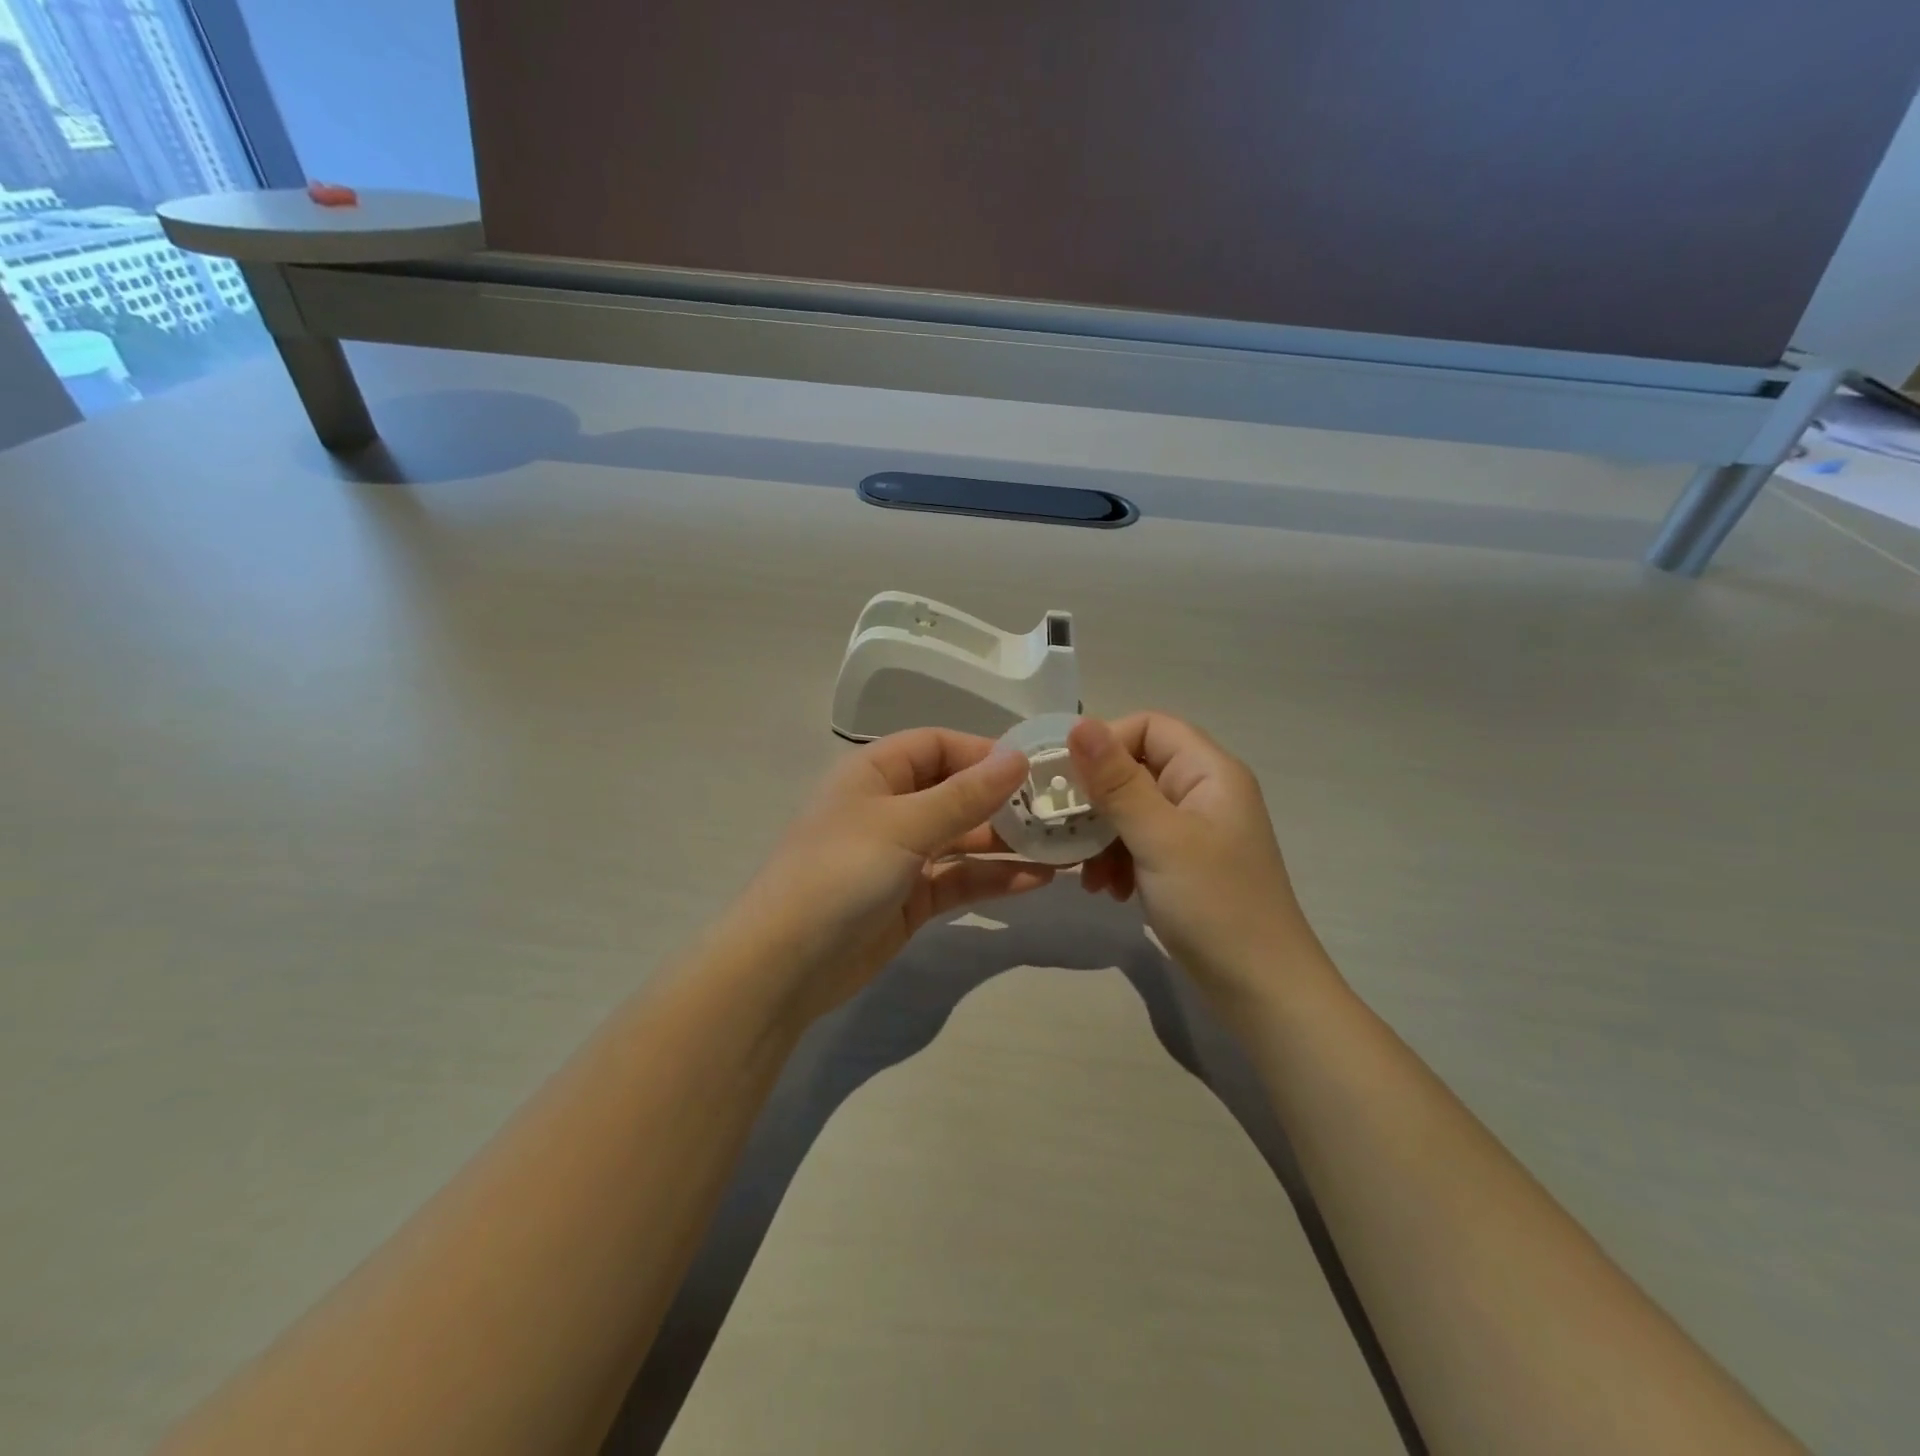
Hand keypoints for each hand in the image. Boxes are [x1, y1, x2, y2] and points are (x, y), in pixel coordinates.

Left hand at [734, 728, 1054, 1023]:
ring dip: (1008, 842)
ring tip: (1063, 846)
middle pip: (956, 791)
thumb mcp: (903, 826)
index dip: (984, 751)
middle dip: (1005, 800)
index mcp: (875, 773)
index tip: (1035, 767)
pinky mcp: (912, 899)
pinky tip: (1039, 881)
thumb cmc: (839, 874)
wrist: (785, 966)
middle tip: (1061, 810)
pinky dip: (995, 879)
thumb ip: (964, 795)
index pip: (937, 745)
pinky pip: (960, 879)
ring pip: (964, 838)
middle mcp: (890, 807)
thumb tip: (1018, 757)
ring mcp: (902, 855)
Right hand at [1068, 714, 1325, 1006]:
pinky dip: (1117, 860)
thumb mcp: (1159, 839)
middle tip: (1064, 831)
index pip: (1149, 726)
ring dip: (1102, 835)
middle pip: (1136, 768)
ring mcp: (1195, 830)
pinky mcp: (1185, 863)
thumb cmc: (1214, 905)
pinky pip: (1140, 842)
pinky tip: (1106, 890)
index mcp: (1209, 772)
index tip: (1068, 780)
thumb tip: (1077, 723)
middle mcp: (1204, 792)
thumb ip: (1116, 782)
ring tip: (1087, 875)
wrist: (1262, 990)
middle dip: (1097, 799)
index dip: (1105, 744)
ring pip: (1132, 809)